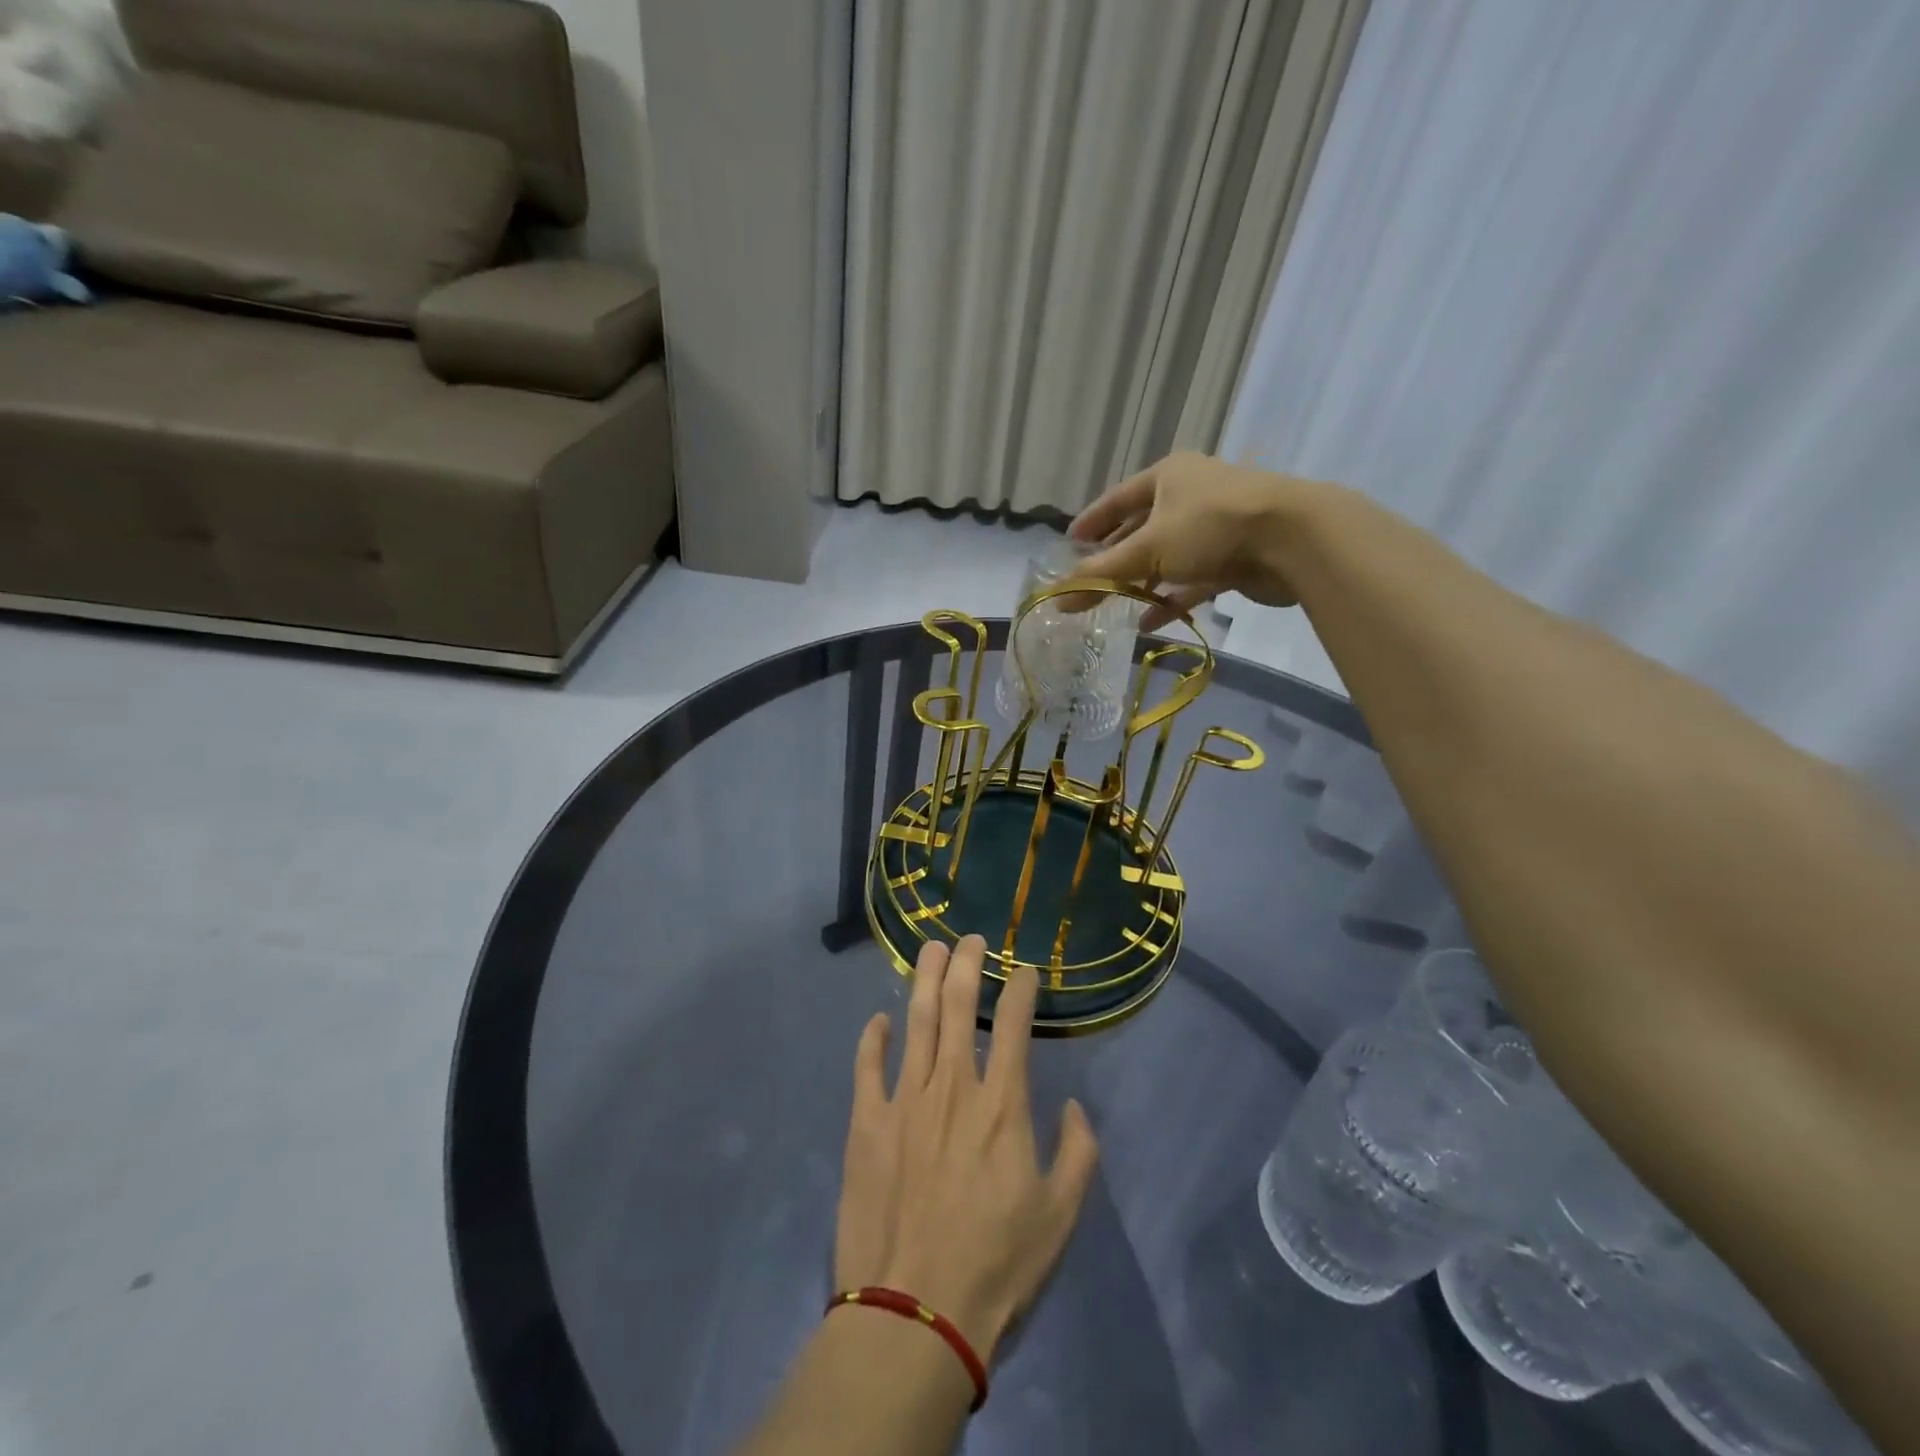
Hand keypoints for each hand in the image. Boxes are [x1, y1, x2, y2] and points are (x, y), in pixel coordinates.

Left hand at [834, 936, 1098, 1364]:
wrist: (913, 1316)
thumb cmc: (995, 1267)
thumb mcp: (1060, 1218)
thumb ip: (1079, 1154)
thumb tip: (1076, 1108)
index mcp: (1002, 1105)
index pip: (1016, 1026)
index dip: (1022, 989)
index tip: (1026, 971)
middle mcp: (952, 1086)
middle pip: (959, 1006)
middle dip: (968, 963)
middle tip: (972, 939)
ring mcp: (904, 1100)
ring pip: (916, 1020)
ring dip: (925, 979)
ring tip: (931, 949)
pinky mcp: (866, 1123)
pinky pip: (868, 1066)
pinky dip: (873, 1037)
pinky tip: (880, 1018)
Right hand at [1070, 451, 1311, 629]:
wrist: (1293, 539)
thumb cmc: (1210, 528)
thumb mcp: (1147, 549)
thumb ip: (1101, 575)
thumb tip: (1056, 598)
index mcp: (1168, 476)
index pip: (1118, 498)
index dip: (1093, 521)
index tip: (1070, 542)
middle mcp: (1191, 495)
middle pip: (1142, 527)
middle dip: (1116, 556)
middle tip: (1090, 579)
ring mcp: (1215, 526)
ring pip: (1168, 556)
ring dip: (1142, 581)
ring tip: (1114, 604)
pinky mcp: (1234, 557)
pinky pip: (1192, 580)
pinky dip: (1170, 599)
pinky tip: (1147, 622)